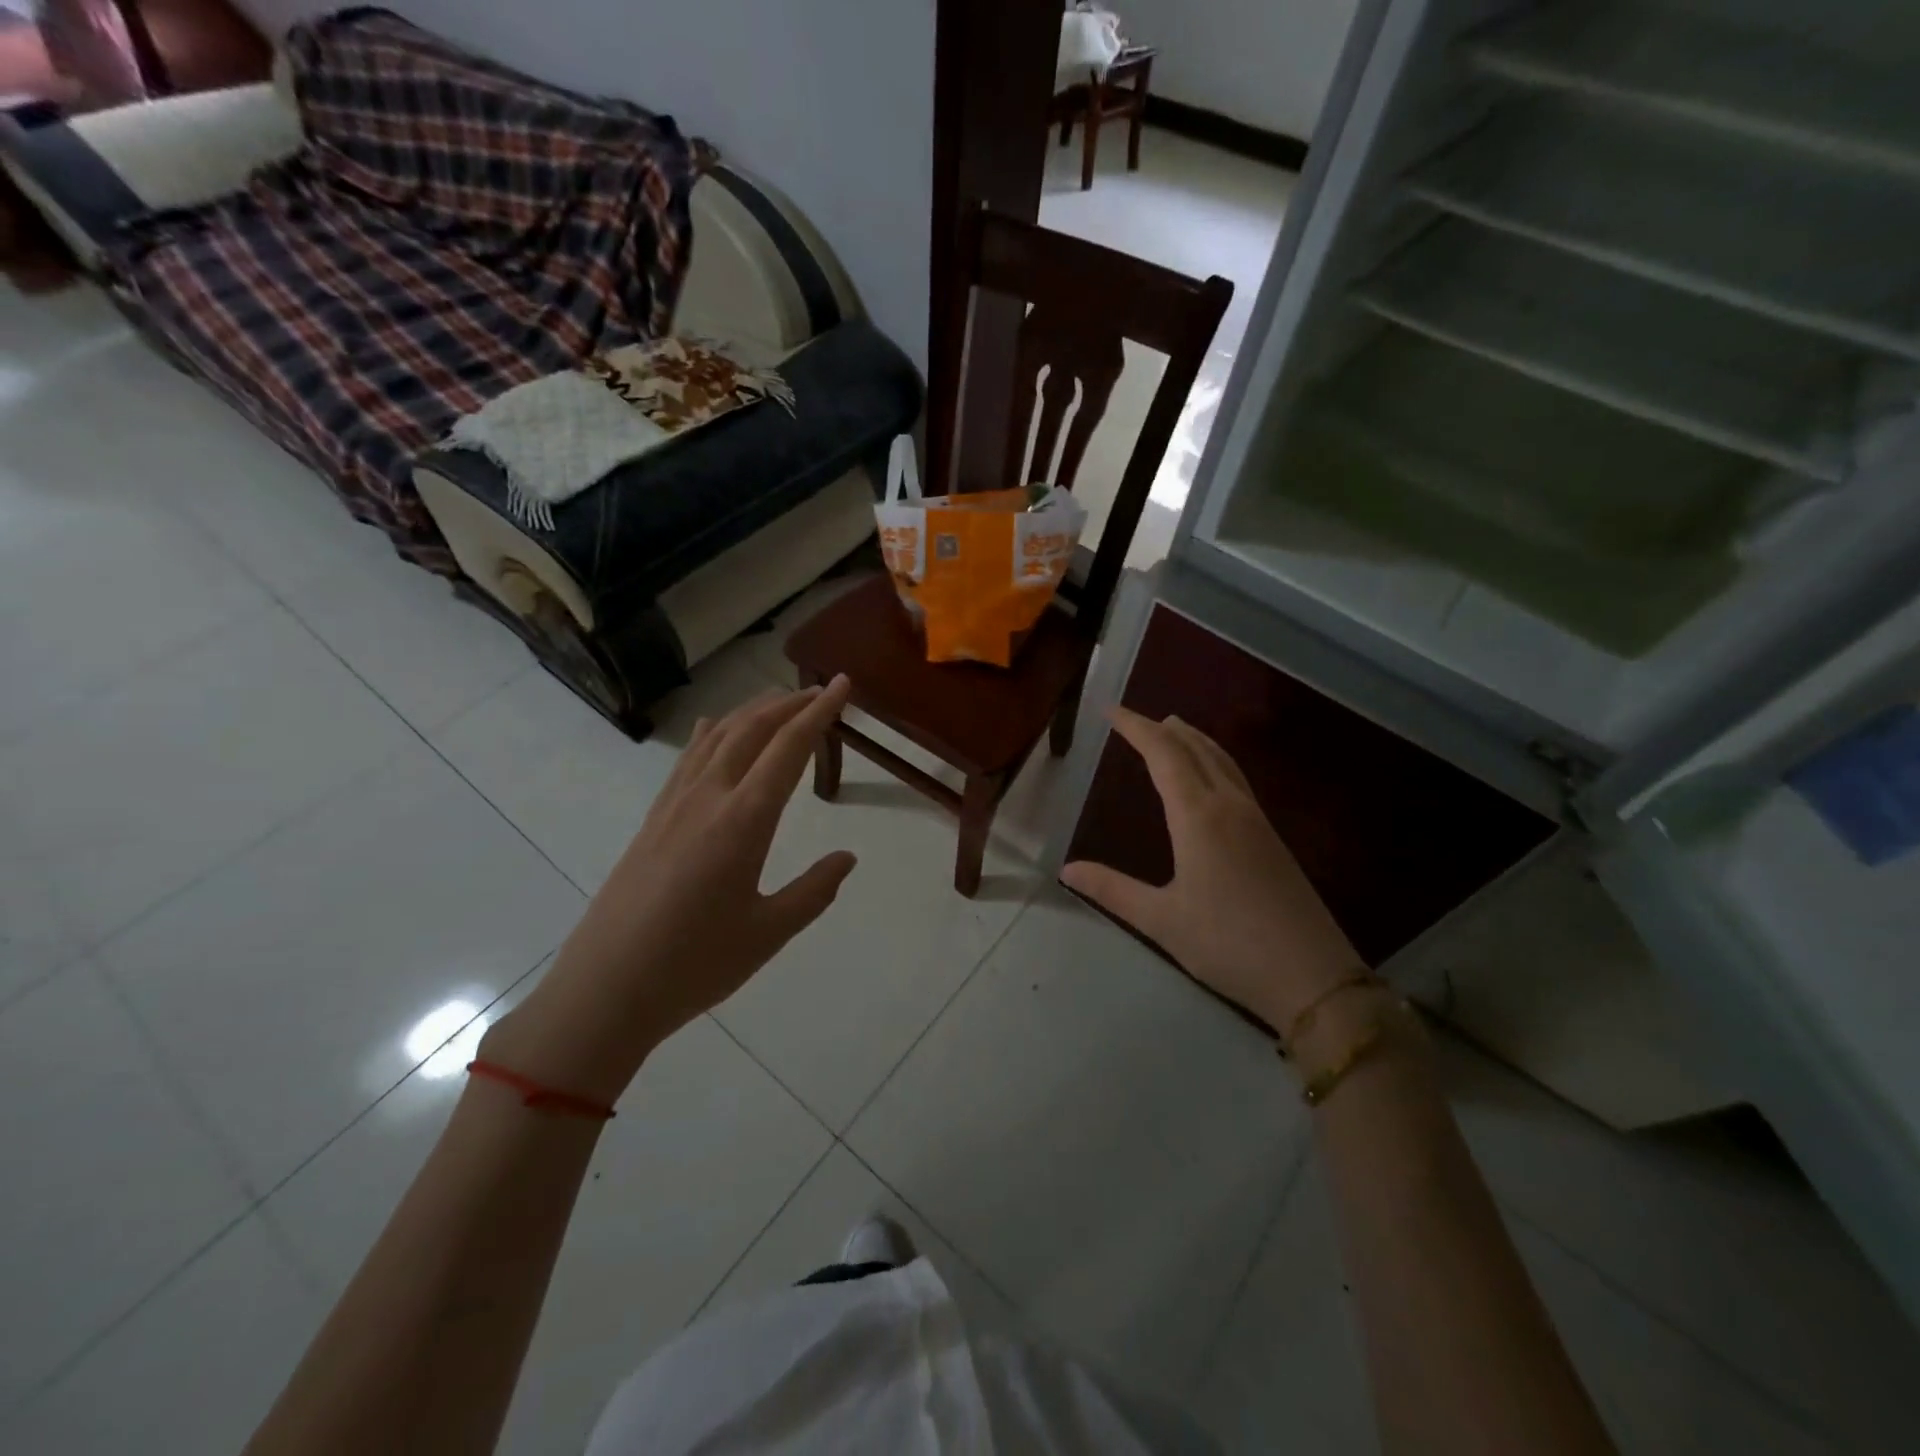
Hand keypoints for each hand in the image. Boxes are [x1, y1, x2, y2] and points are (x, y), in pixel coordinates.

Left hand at [484, 677, 857, 1102]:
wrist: (604, 990)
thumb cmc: (694, 966)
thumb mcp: (768, 933)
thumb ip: (813, 891)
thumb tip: (847, 857)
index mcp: (743, 821)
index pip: (789, 749)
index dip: (819, 712)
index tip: (843, 684)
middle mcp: (707, 799)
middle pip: (751, 730)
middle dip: (789, 704)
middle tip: (820, 692)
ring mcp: (673, 806)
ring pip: (717, 737)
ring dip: (752, 712)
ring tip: (779, 704)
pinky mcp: (652, 820)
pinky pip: (688, 759)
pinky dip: (711, 733)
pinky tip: (714, 729)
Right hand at [1061, 708, 1362, 1035]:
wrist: (1311, 975)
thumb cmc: (1228, 944)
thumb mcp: (1160, 920)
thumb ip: (1112, 890)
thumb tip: (1067, 869)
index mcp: (1198, 817)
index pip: (1163, 755)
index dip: (1136, 728)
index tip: (1111, 710)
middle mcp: (1229, 806)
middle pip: (1196, 749)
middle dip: (1163, 729)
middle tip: (1136, 718)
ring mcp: (1256, 820)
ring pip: (1222, 761)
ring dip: (1194, 740)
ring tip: (1173, 729)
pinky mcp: (1271, 838)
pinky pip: (1236, 779)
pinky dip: (1214, 760)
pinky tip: (1210, 777)